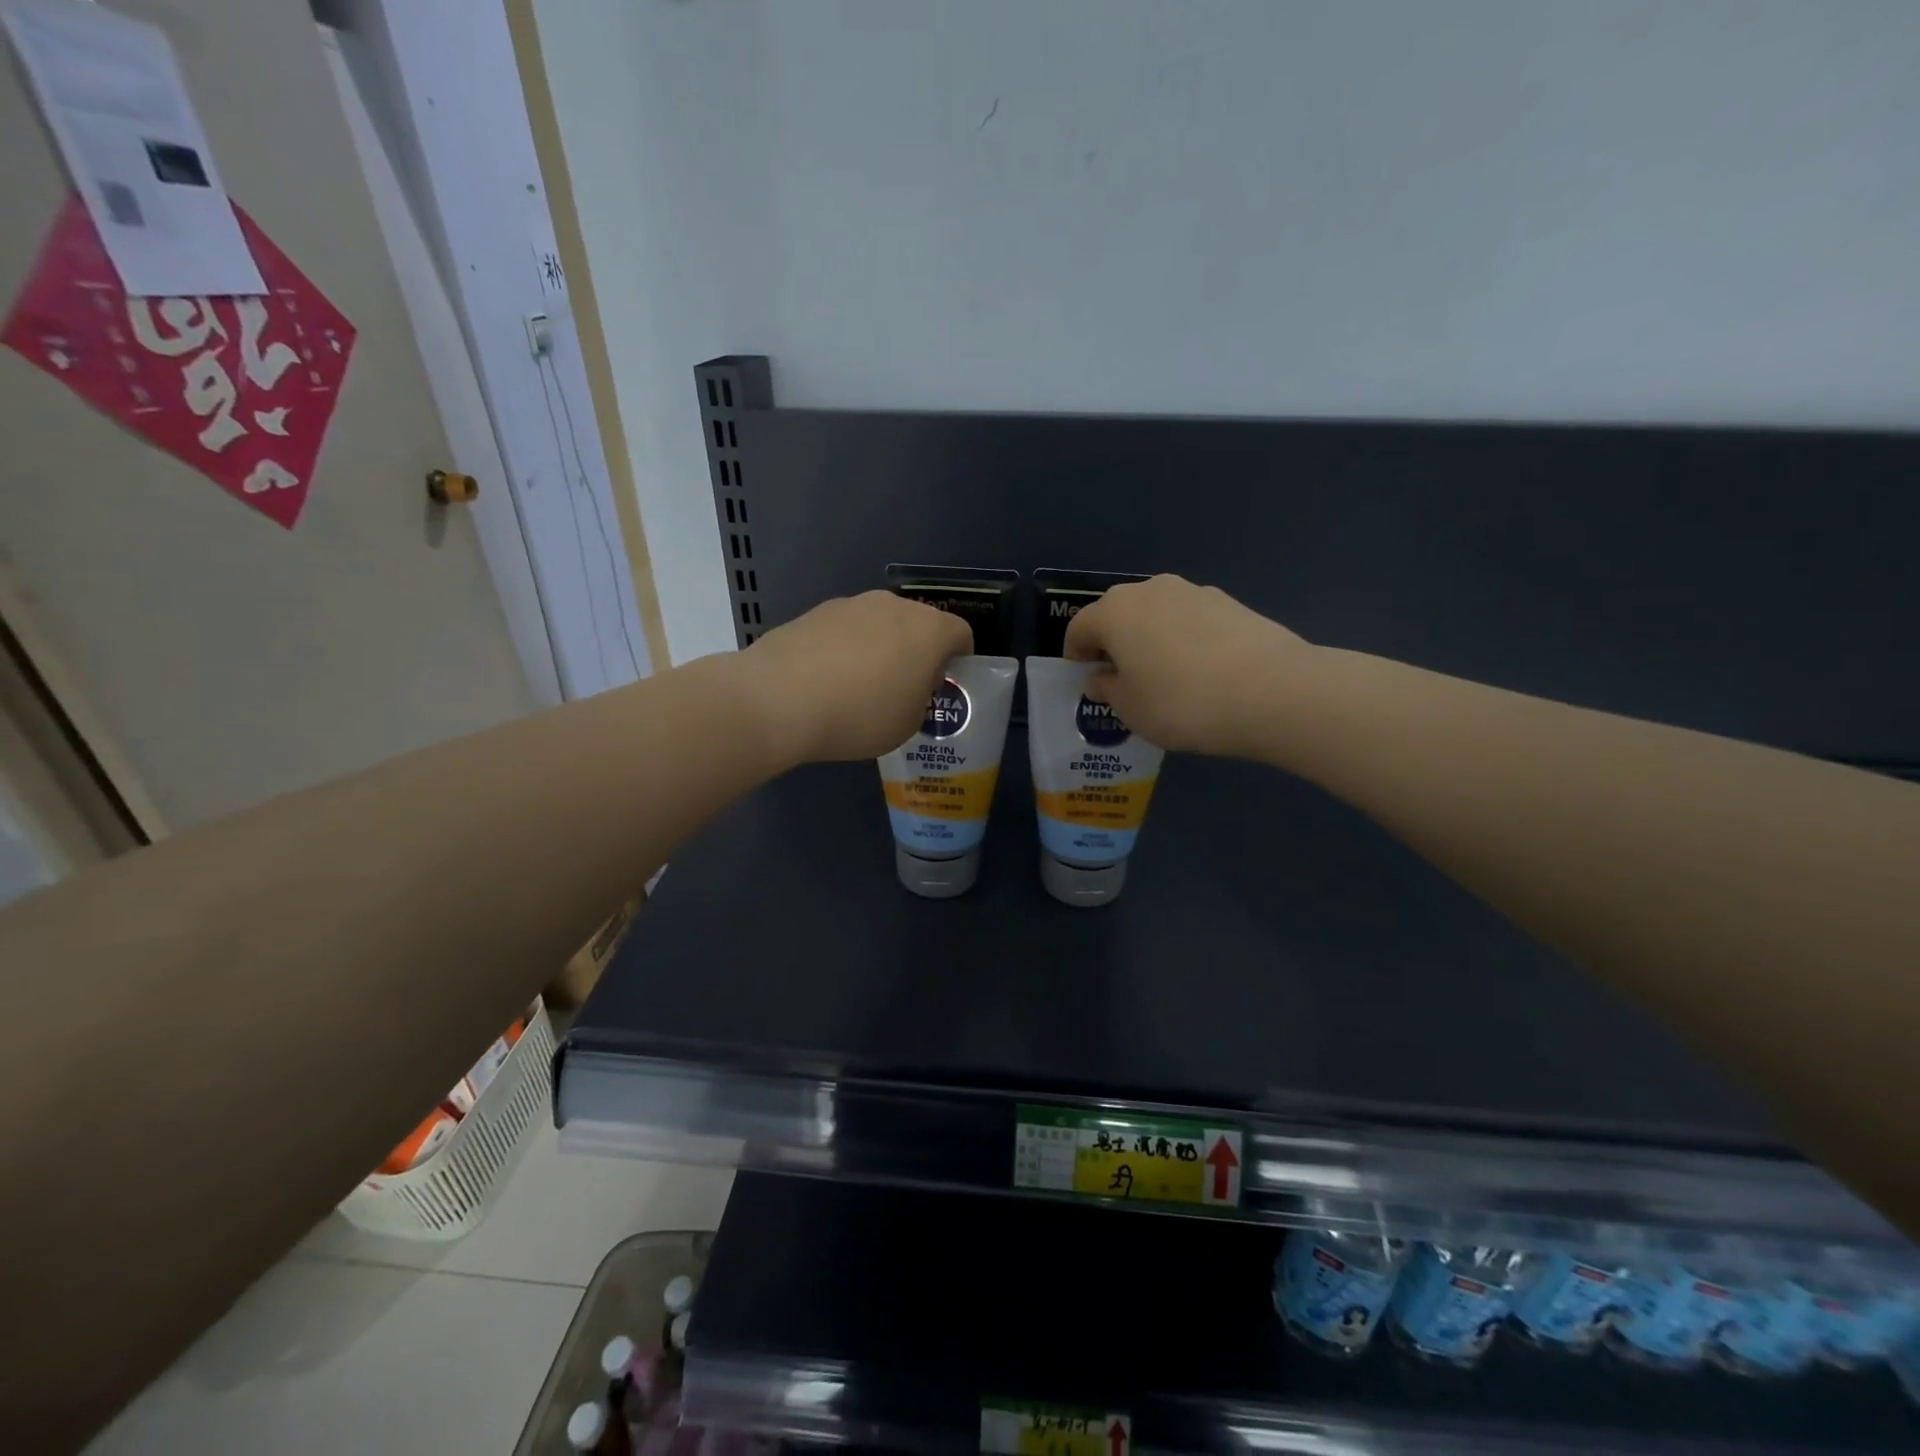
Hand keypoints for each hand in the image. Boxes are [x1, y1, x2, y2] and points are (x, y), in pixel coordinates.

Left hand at [738, 591, 972, 764]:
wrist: (778, 699)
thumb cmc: (859, 715)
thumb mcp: (907, 723)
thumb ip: (920, 697)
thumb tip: (909, 682)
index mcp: (928, 629)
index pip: (961, 634)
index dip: (959, 660)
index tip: (944, 686)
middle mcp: (893, 606)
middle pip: (919, 625)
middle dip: (918, 652)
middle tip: (904, 689)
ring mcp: (851, 604)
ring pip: (880, 625)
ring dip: (880, 649)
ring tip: (859, 688)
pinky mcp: (815, 612)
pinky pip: (845, 631)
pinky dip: (845, 650)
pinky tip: (827, 682)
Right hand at [1063, 574, 1314, 756]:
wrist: (1272, 691)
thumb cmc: (1182, 702)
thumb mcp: (1131, 709)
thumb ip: (1108, 690)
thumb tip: (1101, 679)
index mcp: (1115, 611)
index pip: (1079, 627)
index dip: (1075, 654)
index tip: (1084, 679)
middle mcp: (1150, 590)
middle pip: (1118, 614)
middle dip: (1113, 643)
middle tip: (1121, 679)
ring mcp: (1194, 591)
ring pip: (1156, 614)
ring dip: (1150, 639)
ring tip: (1164, 677)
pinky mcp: (1230, 602)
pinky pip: (1190, 620)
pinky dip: (1184, 640)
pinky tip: (1200, 672)